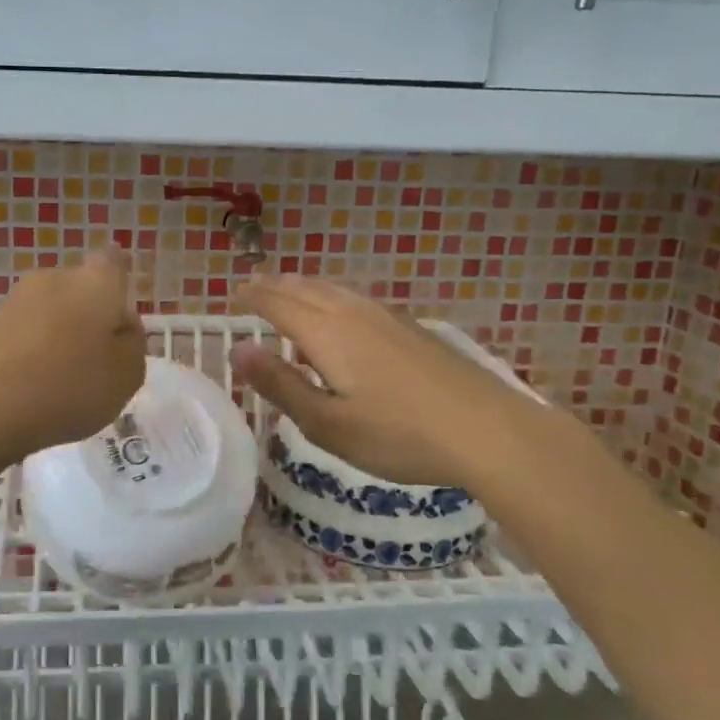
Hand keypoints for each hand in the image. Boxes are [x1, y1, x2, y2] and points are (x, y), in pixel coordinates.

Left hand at [0, 253, 145, 464]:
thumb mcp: (126, 375)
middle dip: (87, 314)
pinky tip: (29, 388)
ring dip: (56, 335)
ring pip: (46, 313)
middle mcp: (52, 280)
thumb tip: (122, 325)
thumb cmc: (70, 387)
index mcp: (95, 284)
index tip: (120, 301)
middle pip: (78, 288)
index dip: (118, 275)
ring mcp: (12, 302)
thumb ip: (132, 344)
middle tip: (96, 355)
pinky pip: (19, 337)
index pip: (112, 261)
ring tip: (61, 379)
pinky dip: (28, 354)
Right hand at [229, 275, 519, 487]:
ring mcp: (387, 317)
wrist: (488, 430)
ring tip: (288, 290)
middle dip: (274, 285)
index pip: (278, 303)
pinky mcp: (411, 328)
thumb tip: (239, 351)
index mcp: (327, 333)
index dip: (252, 297)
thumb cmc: (398, 434)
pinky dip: (331, 297)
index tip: (232, 295)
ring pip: (334, 290)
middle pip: (305, 288)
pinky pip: (356, 299)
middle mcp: (353, 313)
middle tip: (252, 286)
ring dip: (304, 286)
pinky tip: (341, 313)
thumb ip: (281, 385)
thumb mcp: (328, 423)